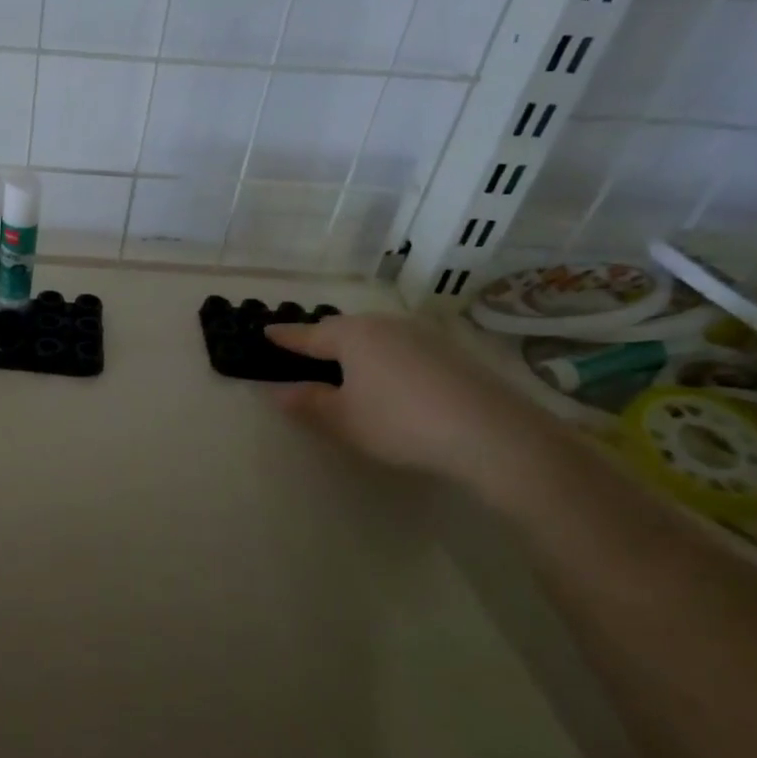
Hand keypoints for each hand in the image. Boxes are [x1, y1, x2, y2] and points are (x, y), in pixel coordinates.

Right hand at [264, 312, 559, 486]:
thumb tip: (279, 391)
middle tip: (305, 353)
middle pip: (343, 329)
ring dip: (356, 349)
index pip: (308, 335)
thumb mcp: (343, 419)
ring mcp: (421, 335)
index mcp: (352, 335)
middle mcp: (384, 325)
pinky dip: (385, 359)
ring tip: (346, 368)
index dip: (285, 337)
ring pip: (375, 336)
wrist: (489, 432)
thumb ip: (308, 403)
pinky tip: (389, 380)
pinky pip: (401, 347)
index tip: (266, 332)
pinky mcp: (449, 352)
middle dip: (321, 339)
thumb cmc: (399, 422)